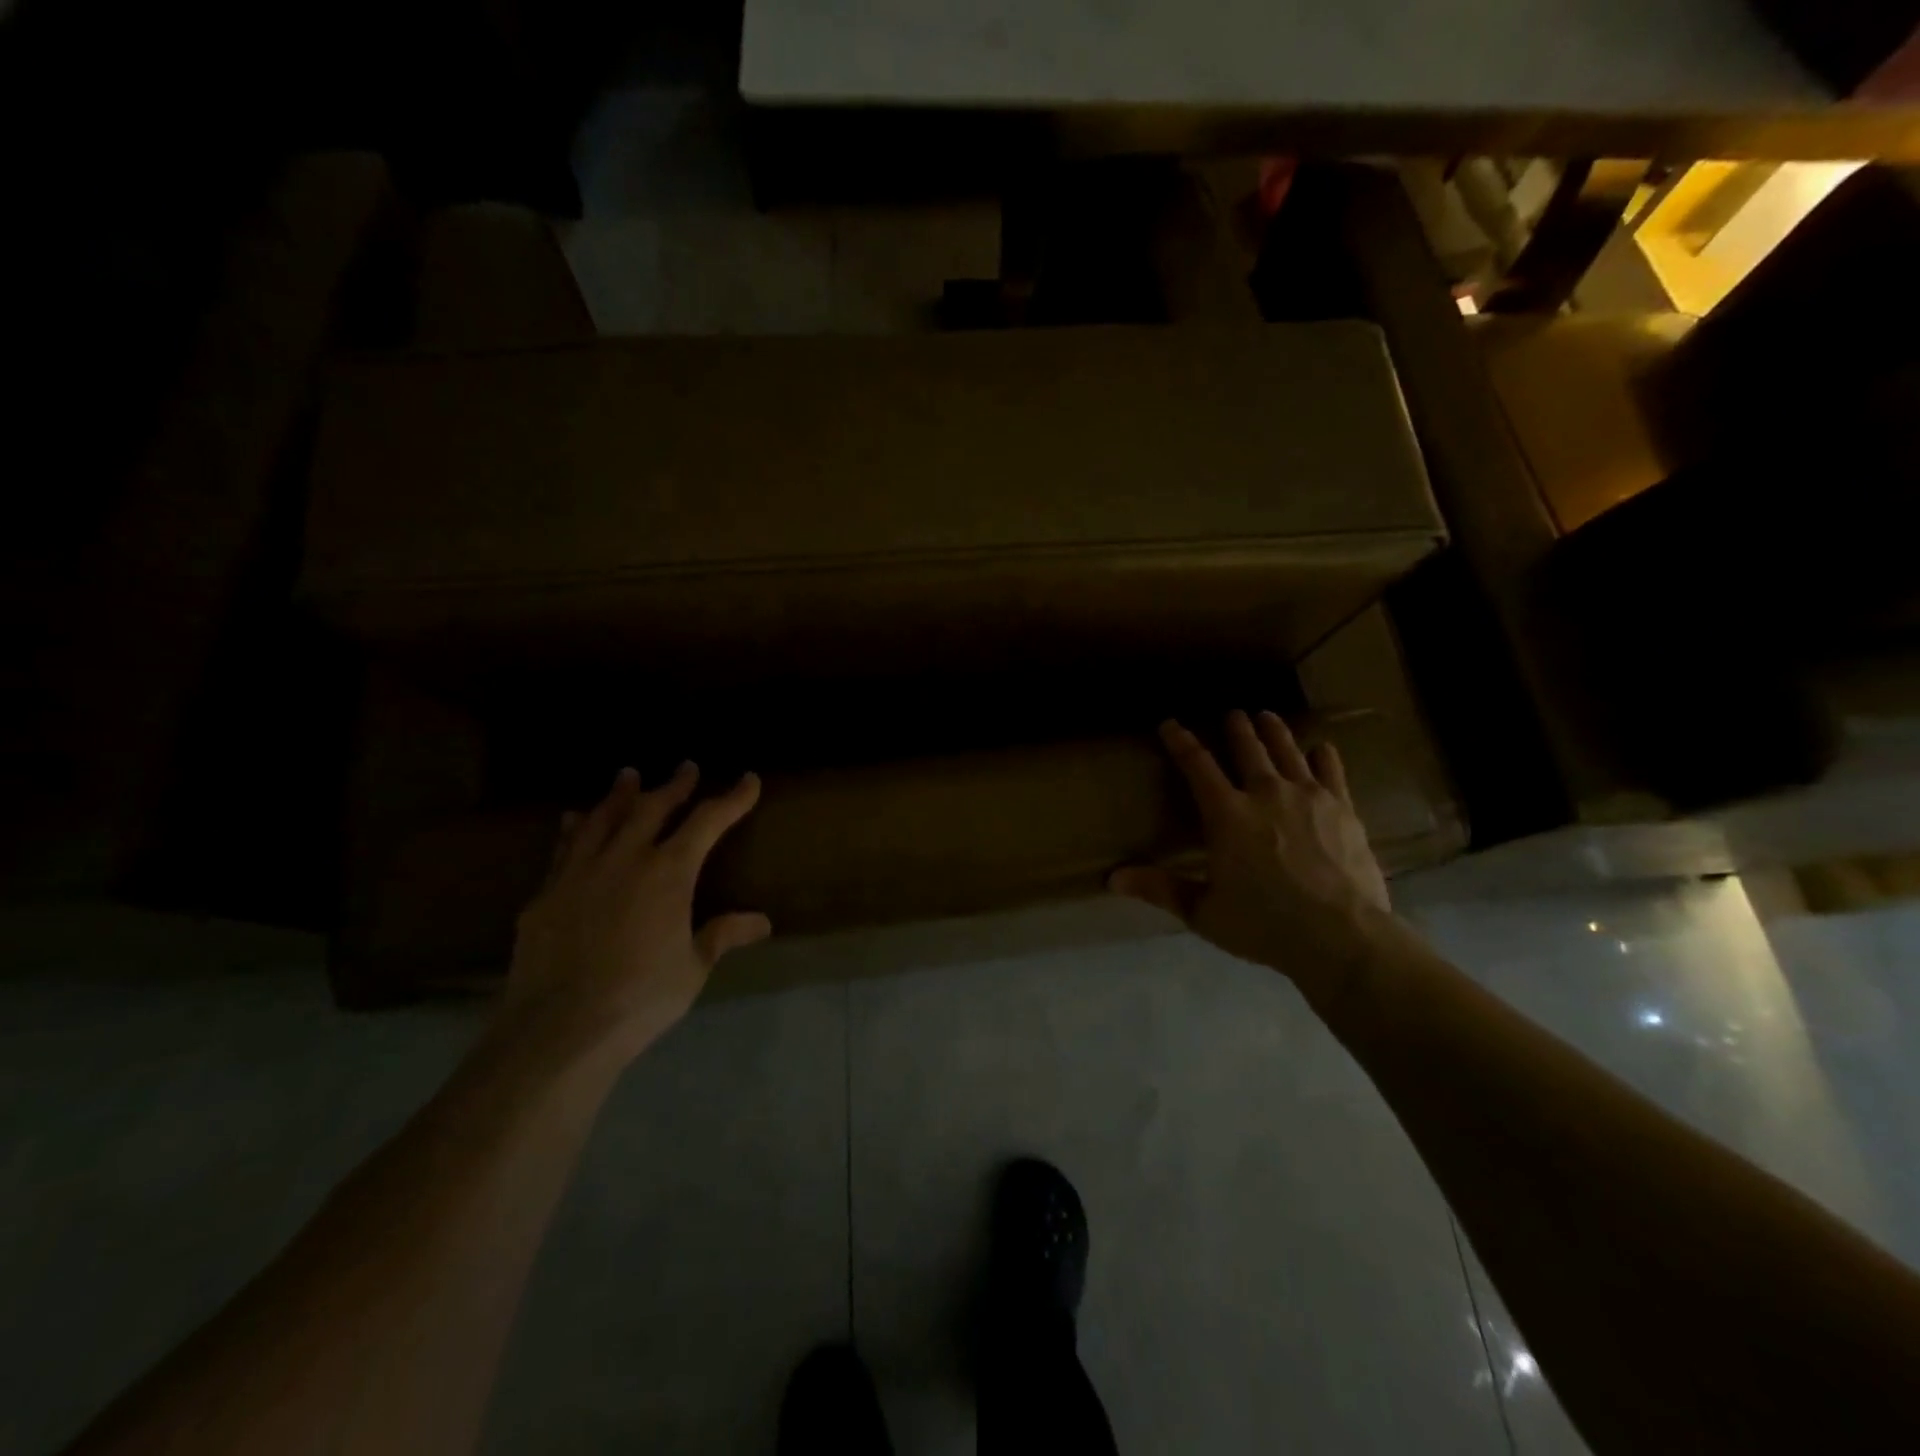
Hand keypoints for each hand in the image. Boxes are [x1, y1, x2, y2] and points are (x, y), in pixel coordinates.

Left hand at [501, 764, 770, 1062]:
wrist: (559, 1028)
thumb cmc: (641, 998)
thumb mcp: (693, 967)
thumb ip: (722, 935)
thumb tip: (762, 922)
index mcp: (668, 872)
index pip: (708, 822)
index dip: (731, 799)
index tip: (748, 780)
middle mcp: (624, 859)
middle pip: (652, 808)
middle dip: (673, 786)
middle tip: (685, 767)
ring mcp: (579, 872)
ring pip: (601, 819)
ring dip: (619, 794)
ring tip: (627, 775)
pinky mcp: (545, 895)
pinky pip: (564, 848)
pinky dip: (574, 828)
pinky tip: (572, 819)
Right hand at [1111, 712, 1391, 1004]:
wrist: (1341, 936)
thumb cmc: (1264, 925)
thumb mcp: (1204, 912)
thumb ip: (1161, 890)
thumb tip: (1113, 879)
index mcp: (1227, 815)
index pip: (1197, 766)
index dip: (1180, 741)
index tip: (1170, 724)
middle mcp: (1265, 794)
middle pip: (1248, 750)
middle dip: (1236, 728)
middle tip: (1232, 714)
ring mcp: (1308, 797)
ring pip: (1287, 751)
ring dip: (1274, 731)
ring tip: (1267, 716)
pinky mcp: (1342, 809)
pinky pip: (1331, 772)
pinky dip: (1323, 757)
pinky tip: (1321, 748)